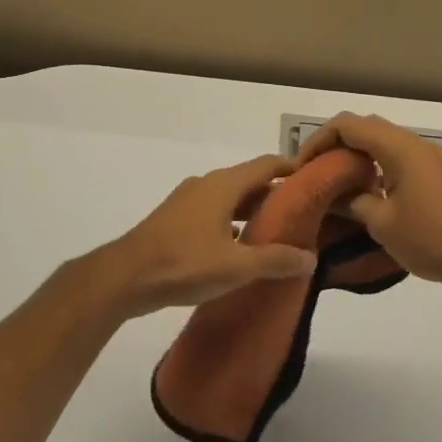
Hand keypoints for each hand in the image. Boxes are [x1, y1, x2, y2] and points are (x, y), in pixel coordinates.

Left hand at [88, 155, 316, 318]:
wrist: (126, 276)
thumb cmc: (185, 263)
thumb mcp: (236, 266)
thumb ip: (275, 260)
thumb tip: (310, 257)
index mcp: (224, 185)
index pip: (266, 165)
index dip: (292, 169)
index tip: (315, 179)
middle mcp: (207, 184)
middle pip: (249, 181)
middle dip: (275, 194)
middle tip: (303, 213)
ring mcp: (188, 200)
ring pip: (230, 197)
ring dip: (252, 210)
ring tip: (276, 232)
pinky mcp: (176, 218)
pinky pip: (214, 211)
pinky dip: (232, 222)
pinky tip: (240, 247)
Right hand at [298, 114, 441, 299]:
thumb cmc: (431, 238)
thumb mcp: (381, 222)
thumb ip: (351, 201)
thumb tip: (330, 194)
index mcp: (398, 147)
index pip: (347, 125)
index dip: (319, 140)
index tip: (302, 167)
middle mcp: (412, 143)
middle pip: (364, 127)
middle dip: (334, 145)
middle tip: (313, 172)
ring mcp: (425, 158)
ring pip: (380, 142)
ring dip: (354, 156)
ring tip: (332, 183)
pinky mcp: (432, 175)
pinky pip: (395, 158)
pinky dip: (373, 166)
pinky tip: (363, 194)